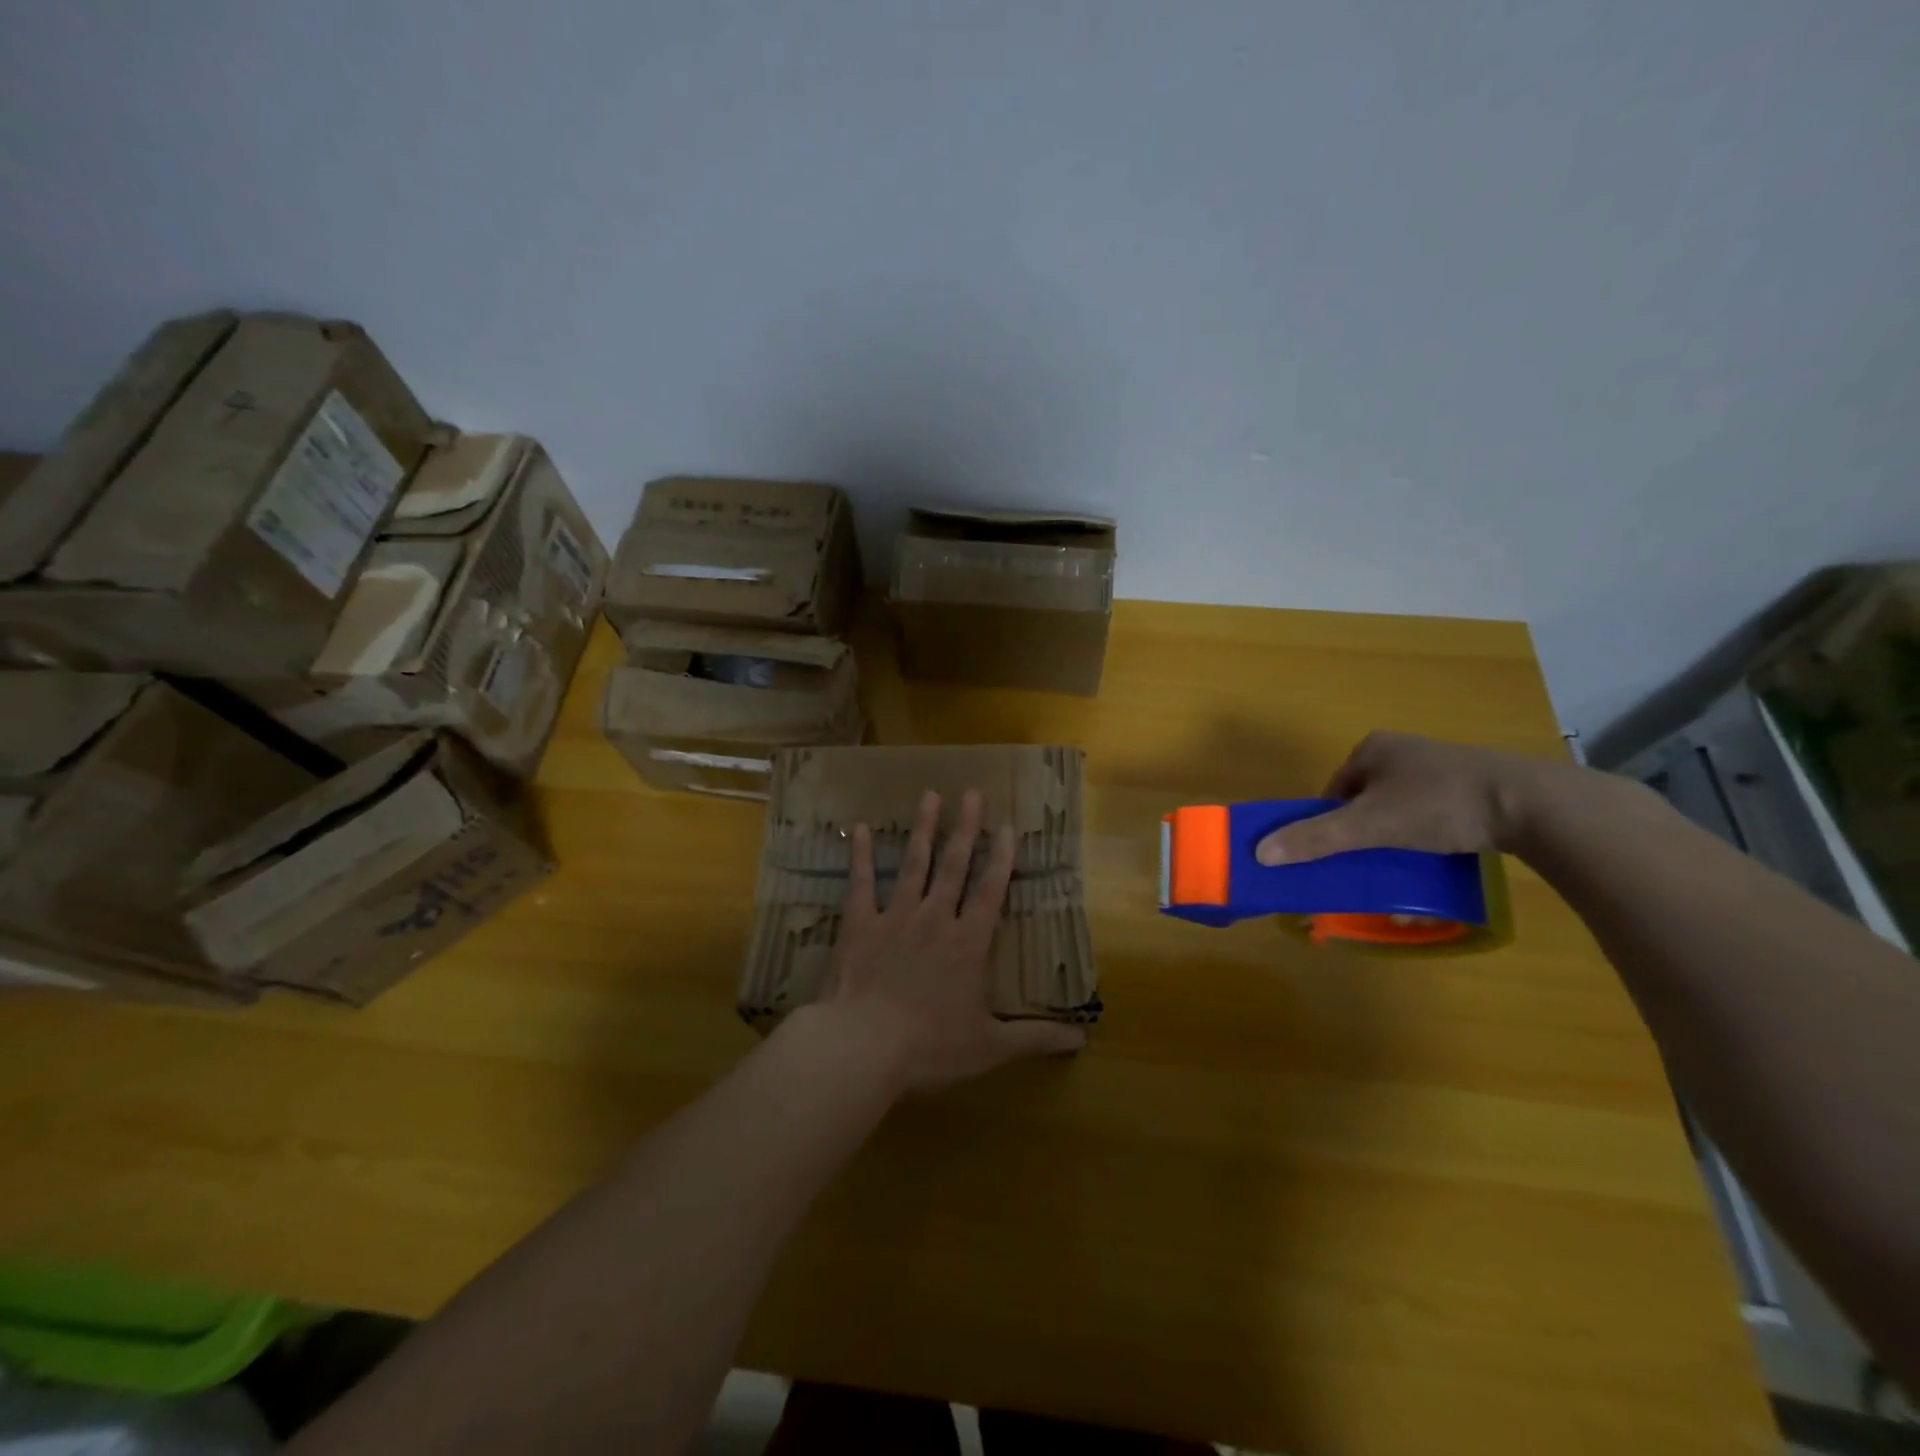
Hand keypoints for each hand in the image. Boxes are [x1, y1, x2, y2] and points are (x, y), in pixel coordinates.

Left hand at [823, 788, 1085, 1094]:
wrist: (864, 1047)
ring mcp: (895, 917)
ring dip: (924, 829)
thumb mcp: (990, 1047)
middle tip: (972, 793)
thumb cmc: (930, 1047)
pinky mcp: (860, 925)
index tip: (1008, 827)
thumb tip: (1081, 1039)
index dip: (1002, 859)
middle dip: (966, 829)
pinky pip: (862, 883)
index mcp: (968, 943)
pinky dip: (862, 855)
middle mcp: (935, 919)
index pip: (991, 892)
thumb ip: (1035, 1038)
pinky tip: (861, 828)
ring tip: (930, 796)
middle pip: (954, 865)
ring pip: (914, 864)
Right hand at [1255, 730, 1558, 864]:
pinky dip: (1428, 835)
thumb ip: (1316, 838)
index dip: (1330, 823)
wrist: (1534, 804)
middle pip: (1365, 801)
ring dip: (1396, 838)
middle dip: (1364, 834)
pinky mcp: (1473, 784)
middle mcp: (1403, 751)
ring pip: (1399, 809)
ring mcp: (1440, 766)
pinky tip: (1439, 856)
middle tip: (1371, 863)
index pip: (1333, 791)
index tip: (1341, 853)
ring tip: (1406, 865)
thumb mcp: (1370, 825)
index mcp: (1372, 748)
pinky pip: (1433, 813)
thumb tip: (1259, 852)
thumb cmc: (1439, 804)